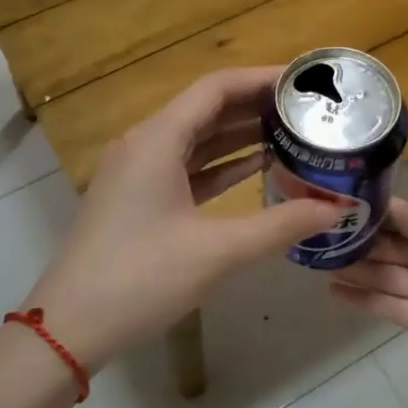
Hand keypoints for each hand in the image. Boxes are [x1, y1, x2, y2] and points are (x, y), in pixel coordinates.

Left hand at [25, 67, 340, 370]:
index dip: (262, 79)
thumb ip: (280, 226)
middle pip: (207, 109)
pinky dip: (222, 165)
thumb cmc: (140, 278)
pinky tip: (258, 168)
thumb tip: (338, 209)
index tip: (305, 83)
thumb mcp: (217, 251)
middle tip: (308, 110)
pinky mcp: (139, 199)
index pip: (216, 88)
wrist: (69, 329)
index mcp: (157, 140)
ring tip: (293, 133)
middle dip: (257, 106)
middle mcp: (146, 144)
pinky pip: (188, 167)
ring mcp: (139, 173)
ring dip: (241, 135)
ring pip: (198, 139)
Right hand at [329, 200, 407, 399]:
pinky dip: (369, 300)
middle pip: (401, 247)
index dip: (378, 214)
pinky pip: (399, 308)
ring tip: (319, 264)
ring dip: (360, 271)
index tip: (337, 208)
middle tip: (318, 239)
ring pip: (395, 278)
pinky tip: (337, 292)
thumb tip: (384, 204)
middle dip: (364, 243)